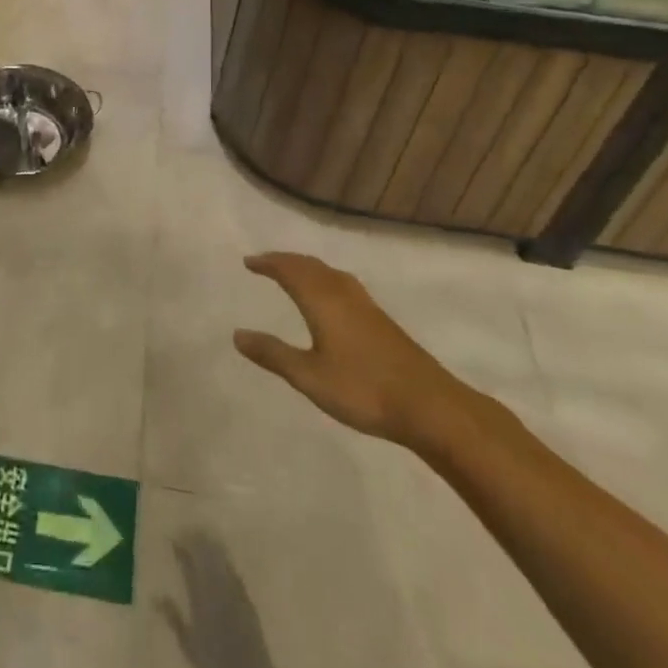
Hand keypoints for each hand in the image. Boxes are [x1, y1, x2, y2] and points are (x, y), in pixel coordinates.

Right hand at [234, 252, 469, 446]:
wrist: (430, 406)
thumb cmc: (363, 389)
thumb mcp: (309, 377)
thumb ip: (273, 354)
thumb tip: (237, 335)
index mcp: (323, 301)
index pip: (290, 271)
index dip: (268, 264)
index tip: (249, 262)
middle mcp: (343, 294)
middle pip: (311, 266)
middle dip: (286, 261)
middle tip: (266, 263)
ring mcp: (366, 306)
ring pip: (330, 273)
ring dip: (308, 268)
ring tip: (294, 273)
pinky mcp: (382, 321)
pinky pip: (344, 284)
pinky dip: (326, 280)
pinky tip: (331, 298)